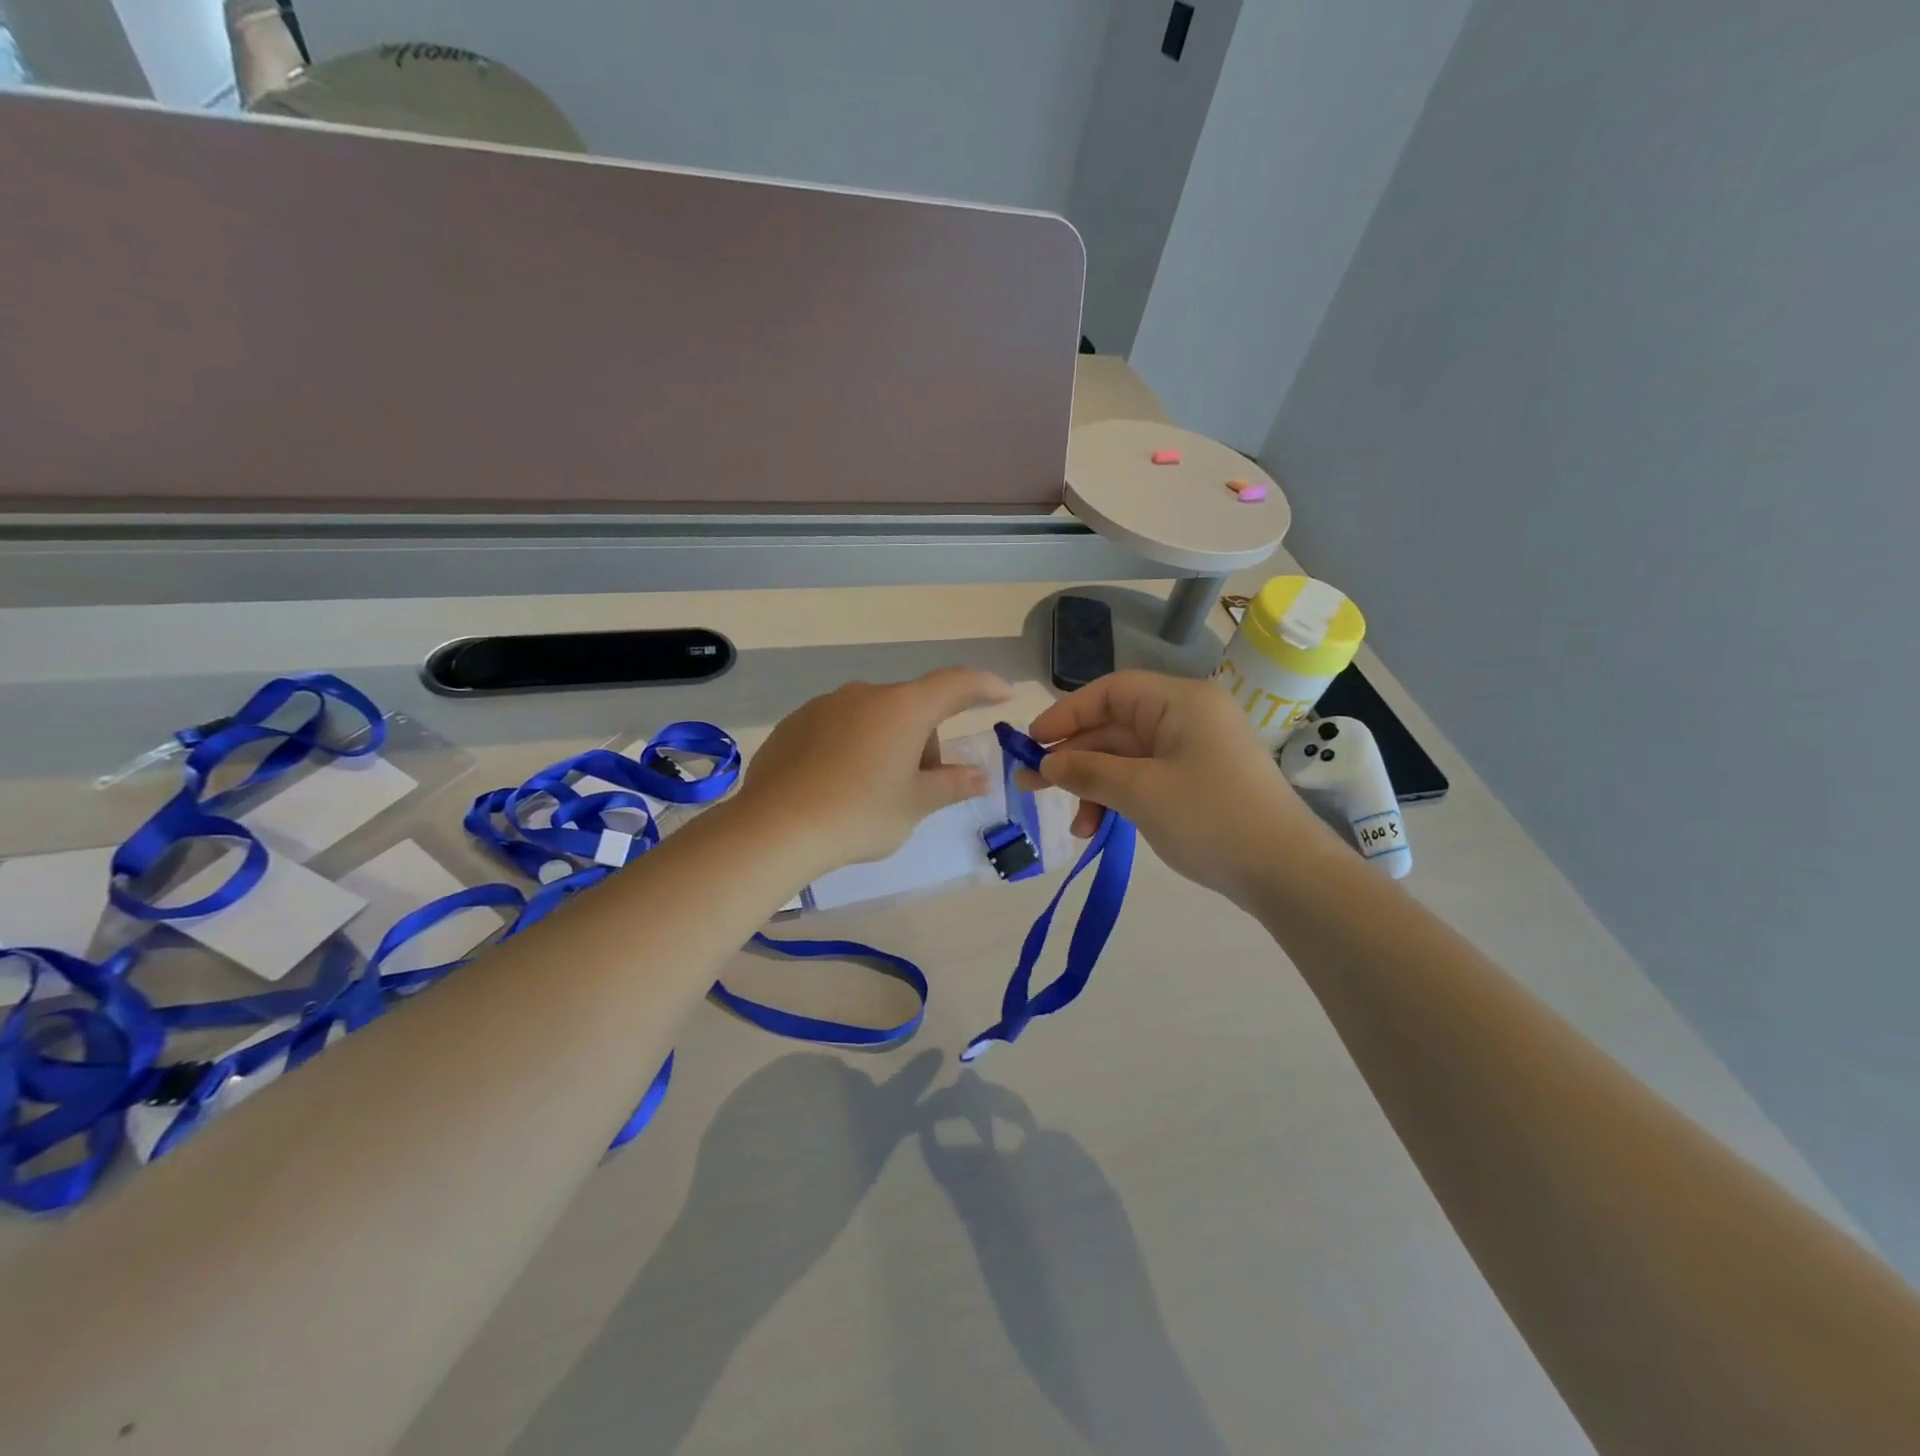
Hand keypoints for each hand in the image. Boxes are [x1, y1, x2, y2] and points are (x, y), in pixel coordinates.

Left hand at [736, 667, 1012, 878]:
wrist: (775, 829)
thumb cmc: (859, 815)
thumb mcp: (915, 804)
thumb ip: (953, 784)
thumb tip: (981, 776)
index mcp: (902, 708)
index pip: (955, 684)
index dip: (983, 687)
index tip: (1002, 694)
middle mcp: (864, 695)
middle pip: (912, 709)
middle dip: (925, 742)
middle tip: (920, 788)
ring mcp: (825, 706)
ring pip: (874, 719)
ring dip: (888, 744)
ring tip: (873, 792)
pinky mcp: (795, 724)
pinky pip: (839, 728)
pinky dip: (852, 748)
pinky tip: (838, 786)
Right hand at [1022, 670, 1336, 905]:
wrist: (1287, 873)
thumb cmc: (1210, 818)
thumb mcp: (1140, 792)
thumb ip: (1087, 771)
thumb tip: (1046, 763)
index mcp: (1180, 702)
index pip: (1110, 691)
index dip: (1067, 713)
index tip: (1032, 742)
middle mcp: (1188, 717)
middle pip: (1116, 726)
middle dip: (1075, 758)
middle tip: (1032, 787)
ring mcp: (1196, 751)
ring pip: (1128, 758)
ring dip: (1095, 787)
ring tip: (1076, 826)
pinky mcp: (1200, 782)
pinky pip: (1147, 778)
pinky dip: (1120, 798)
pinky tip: (1100, 828)